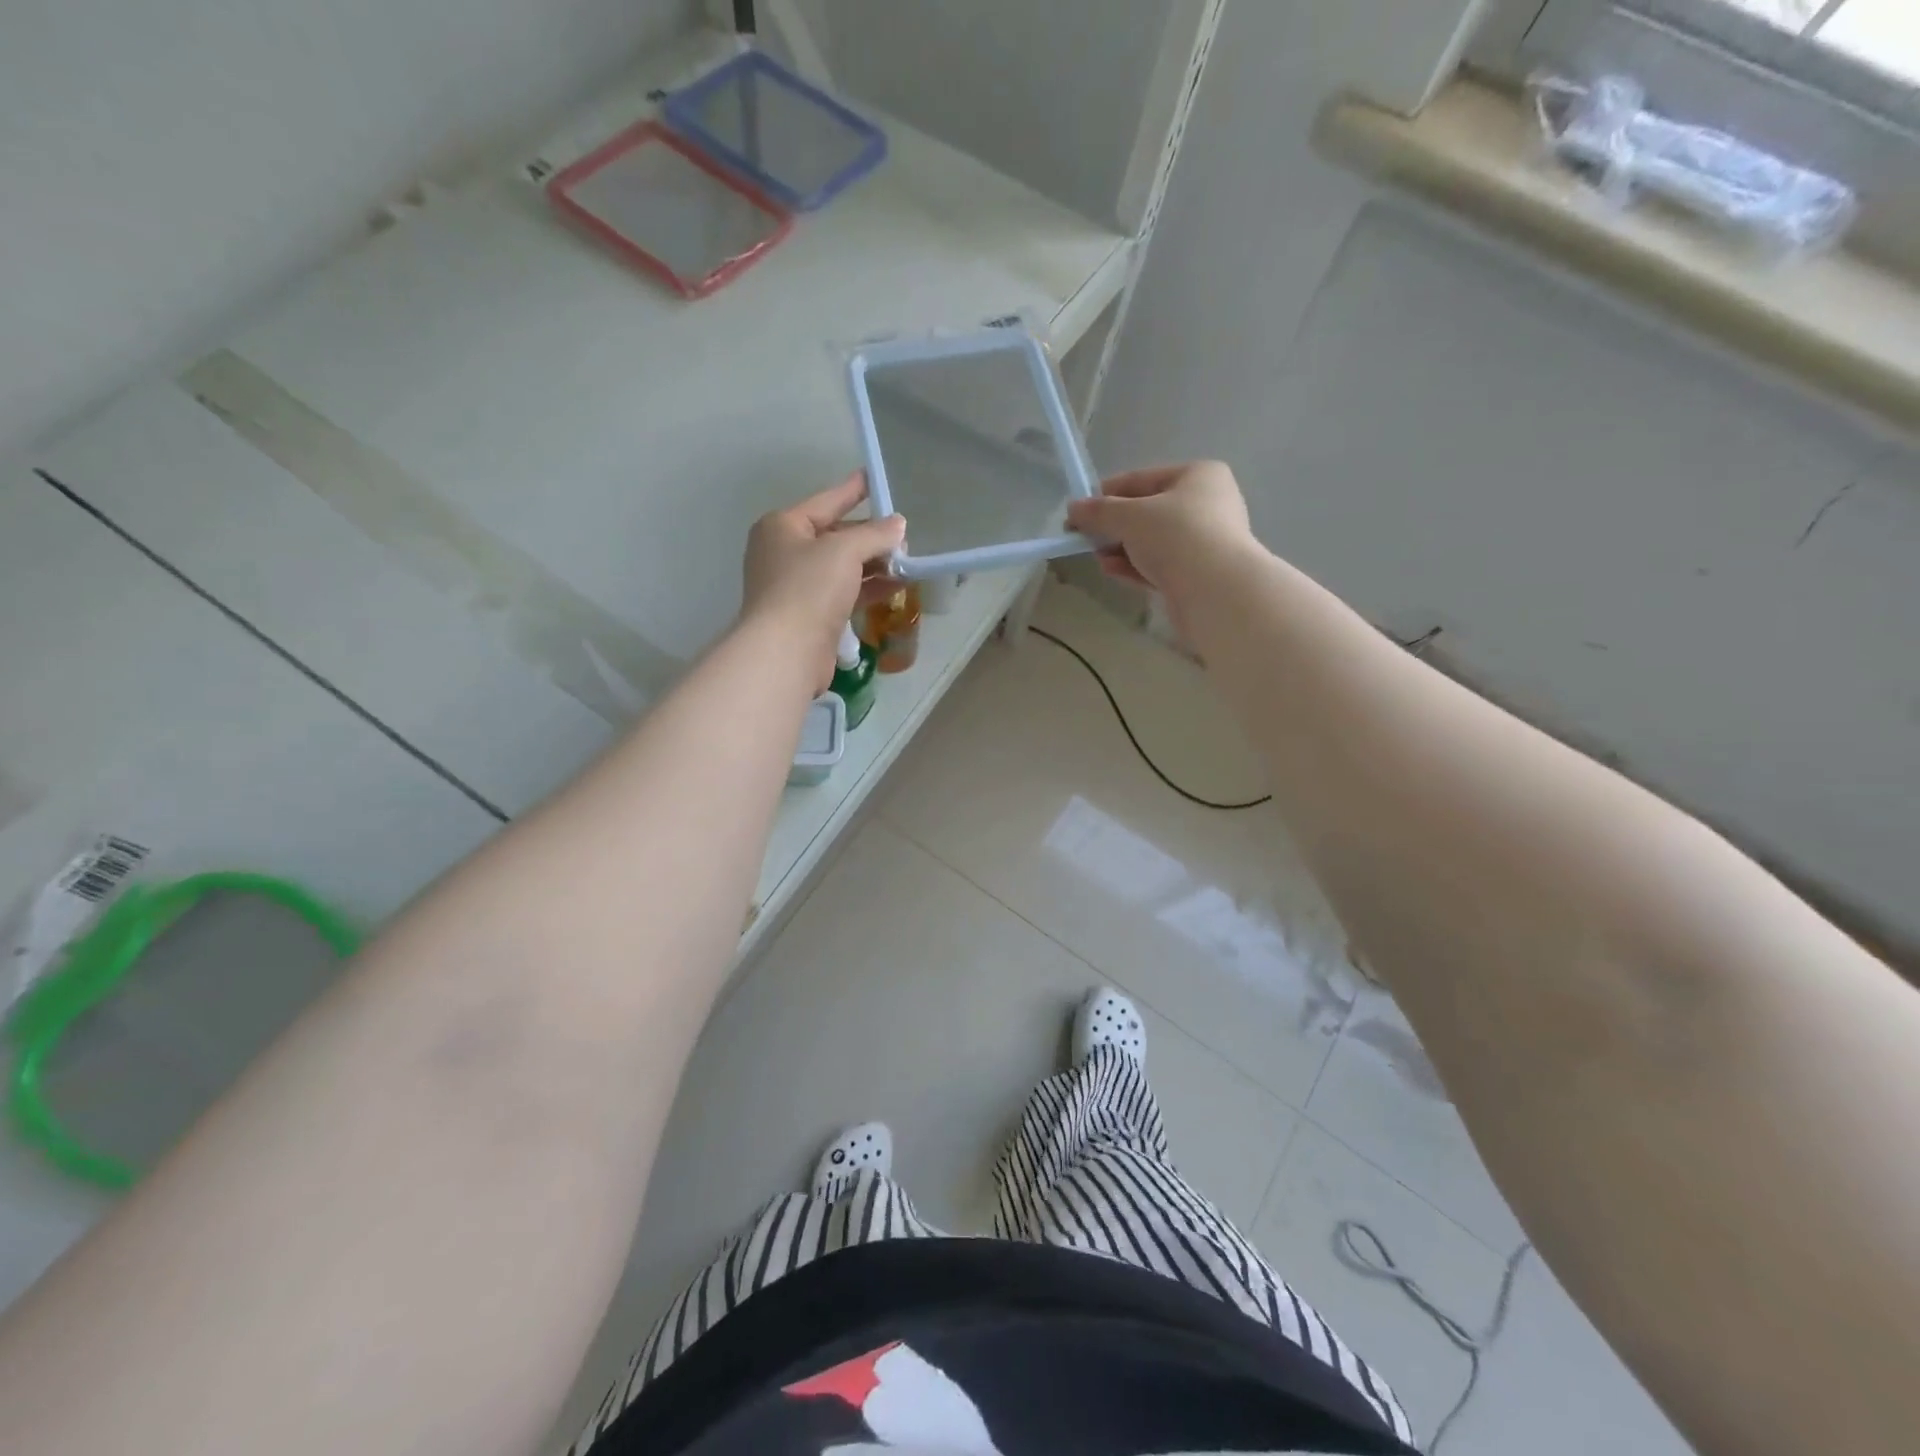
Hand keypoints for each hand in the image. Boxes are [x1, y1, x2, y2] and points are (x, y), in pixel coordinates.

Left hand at [741, 473, 904, 687]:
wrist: (786, 651)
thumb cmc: (808, 588)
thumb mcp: (844, 551)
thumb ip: (874, 534)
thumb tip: (898, 526)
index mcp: (782, 526)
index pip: (826, 501)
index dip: (853, 490)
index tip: (874, 477)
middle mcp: (785, 552)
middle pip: (835, 535)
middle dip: (870, 535)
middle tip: (904, 534)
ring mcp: (797, 586)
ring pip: (842, 567)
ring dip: (874, 564)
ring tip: (908, 560)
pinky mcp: (811, 615)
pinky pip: (844, 592)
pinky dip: (869, 587)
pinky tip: (896, 585)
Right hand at [1066, 461, 1258, 600]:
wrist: (1215, 591)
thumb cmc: (1176, 536)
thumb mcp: (1130, 516)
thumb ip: (1099, 511)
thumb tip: (1073, 509)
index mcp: (1198, 476)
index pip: (1141, 479)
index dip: (1105, 494)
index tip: (1077, 512)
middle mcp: (1207, 504)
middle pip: (1147, 511)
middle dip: (1113, 526)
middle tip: (1084, 538)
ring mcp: (1205, 542)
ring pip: (1152, 541)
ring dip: (1121, 548)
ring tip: (1097, 557)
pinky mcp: (1198, 574)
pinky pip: (1159, 565)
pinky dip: (1134, 567)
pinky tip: (1111, 571)